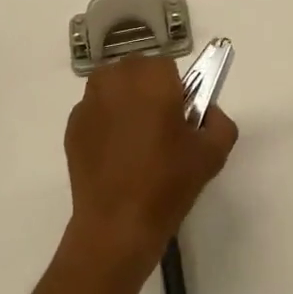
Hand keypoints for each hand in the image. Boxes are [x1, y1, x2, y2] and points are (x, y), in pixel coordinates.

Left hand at [64, 55, 238, 267]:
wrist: (117, 225)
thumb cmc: (167, 183)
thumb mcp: (213, 153)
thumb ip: (220, 121)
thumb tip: (208, 112)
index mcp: (152, 77)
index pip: (168, 68)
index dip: (176, 91)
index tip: (179, 119)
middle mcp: (116, 79)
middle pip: (138, 71)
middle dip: (149, 90)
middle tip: (160, 128)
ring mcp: (89, 101)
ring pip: (114, 87)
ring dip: (125, 101)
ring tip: (135, 140)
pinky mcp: (72, 125)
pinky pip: (96, 110)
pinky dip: (106, 122)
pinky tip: (115, 155)